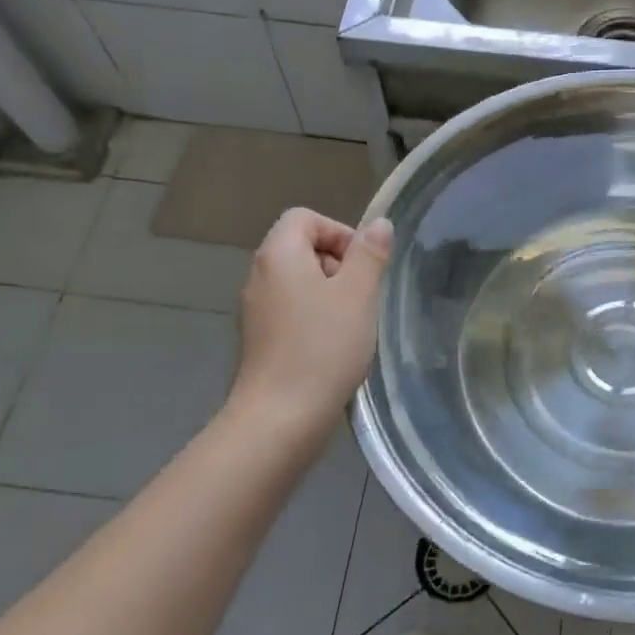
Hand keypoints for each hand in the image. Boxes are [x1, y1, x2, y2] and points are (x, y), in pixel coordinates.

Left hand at [231, 208, 392, 436]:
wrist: (281, 416)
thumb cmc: (323, 347)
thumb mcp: (358, 294)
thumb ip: (370, 255)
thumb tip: (379, 224)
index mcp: (279, 255)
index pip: (305, 217)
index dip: (340, 232)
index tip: (363, 267)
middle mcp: (260, 276)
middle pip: (302, 248)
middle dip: (339, 265)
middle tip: (362, 298)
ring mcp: (256, 310)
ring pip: (300, 283)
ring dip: (331, 295)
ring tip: (352, 325)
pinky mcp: (260, 340)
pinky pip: (292, 312)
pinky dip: (315, 320)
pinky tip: (334, 348)